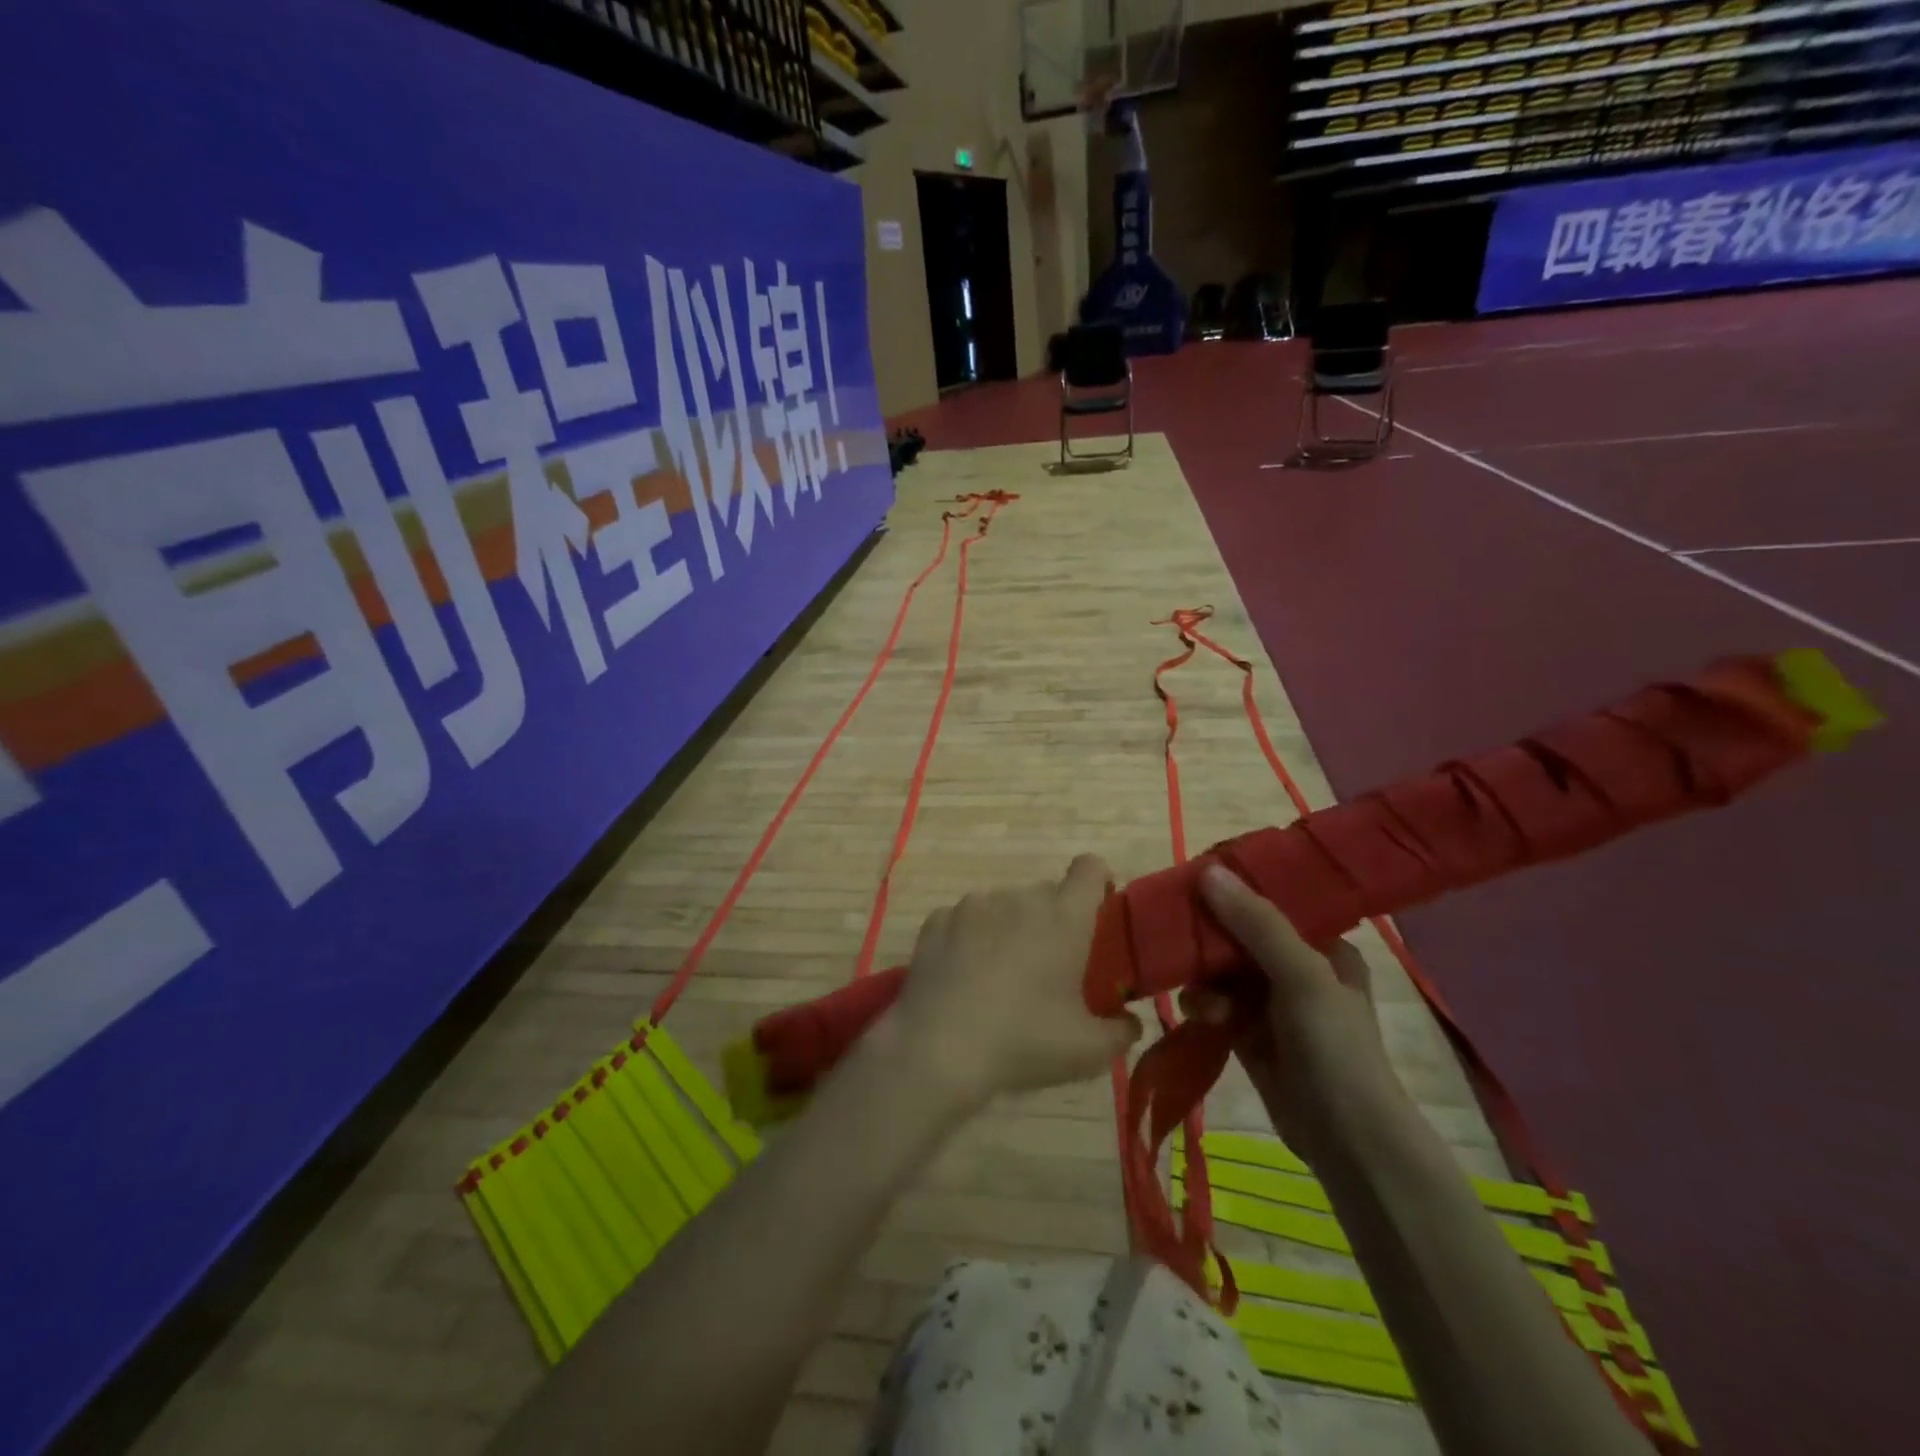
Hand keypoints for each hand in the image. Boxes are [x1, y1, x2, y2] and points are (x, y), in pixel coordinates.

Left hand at [885, 855, 1143, 1111]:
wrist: (939, 1048)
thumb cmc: (1024, 1042)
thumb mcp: (1088, 1051)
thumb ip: (1121, 1032)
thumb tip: (1130, 1023)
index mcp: (1064, 917)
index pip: (1090, 868)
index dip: (1098, 883)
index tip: (1096, 913)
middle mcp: (1019, 898)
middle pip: (1046, 893)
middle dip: (1053, 920)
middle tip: (1048, 966)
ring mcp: (974, 905)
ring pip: (1004, 905)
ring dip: (1010, 928)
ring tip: (1000, 976)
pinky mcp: (937, 920)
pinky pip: (965, 919)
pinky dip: (971, 938)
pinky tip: (963, 977)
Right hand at [1181, 864, 1410, 1167]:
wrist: (1348, 1141)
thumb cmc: (1335, 1047)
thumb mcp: (1302, 975)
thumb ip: (1256, 923)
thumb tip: (1208, 871)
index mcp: (1323, 945)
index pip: (1271, 901)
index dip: (1233, 888)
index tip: (1193, 880)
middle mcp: (1296, 967)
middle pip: (1238, 935)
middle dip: (1209, 939)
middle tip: (1176, 934)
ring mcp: (1271, 1002)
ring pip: (1220, 970)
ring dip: (1204, 979)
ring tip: (1201, 1000)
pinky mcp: (1248, 1033)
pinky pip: (1214, 1003)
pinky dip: (1203, 1006)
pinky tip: (1200, 1017)